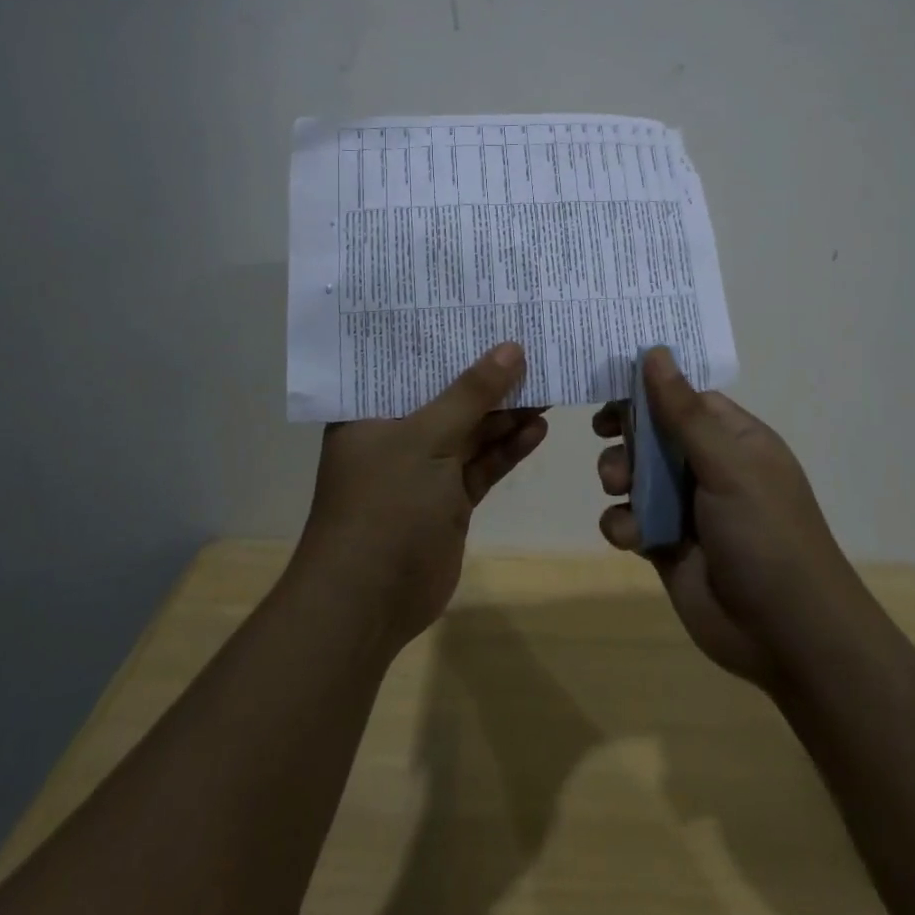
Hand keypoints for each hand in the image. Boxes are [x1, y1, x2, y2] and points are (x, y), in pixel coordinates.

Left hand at [299, 343, 547, 652]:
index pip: (408, 363)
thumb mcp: (426, 438)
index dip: (444, 338)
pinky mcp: (449, 500)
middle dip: (486, 375)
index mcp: (370, 412)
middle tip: (529, 342)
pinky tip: (539, 428)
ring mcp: (424, 469)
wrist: (368, 603)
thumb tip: (512, 348)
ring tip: (546, 381)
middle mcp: (396, 434)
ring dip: (506, 411)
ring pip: (471, 430)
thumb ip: (471, 393)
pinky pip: (483, 465)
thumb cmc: (384, 504)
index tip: (482, 311)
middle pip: (447, 395)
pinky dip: (509, 448)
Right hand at [594, 348, 861, 693]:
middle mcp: (708, 467)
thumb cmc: (765, 534)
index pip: (683, 396)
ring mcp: (685, 507)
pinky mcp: (665, 545)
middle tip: (604, 433)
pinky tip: (632, 536)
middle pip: (652, 432)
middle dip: (626, 433)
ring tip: (617, 486)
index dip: (647, 386)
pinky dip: (622, 523)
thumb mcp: (727, 465)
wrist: (788, 636)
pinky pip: (629, 519)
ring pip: (634, 474)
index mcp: (732, 439)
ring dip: (617, 474)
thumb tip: (654, 351)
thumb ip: (684, 412)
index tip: (607, 380)